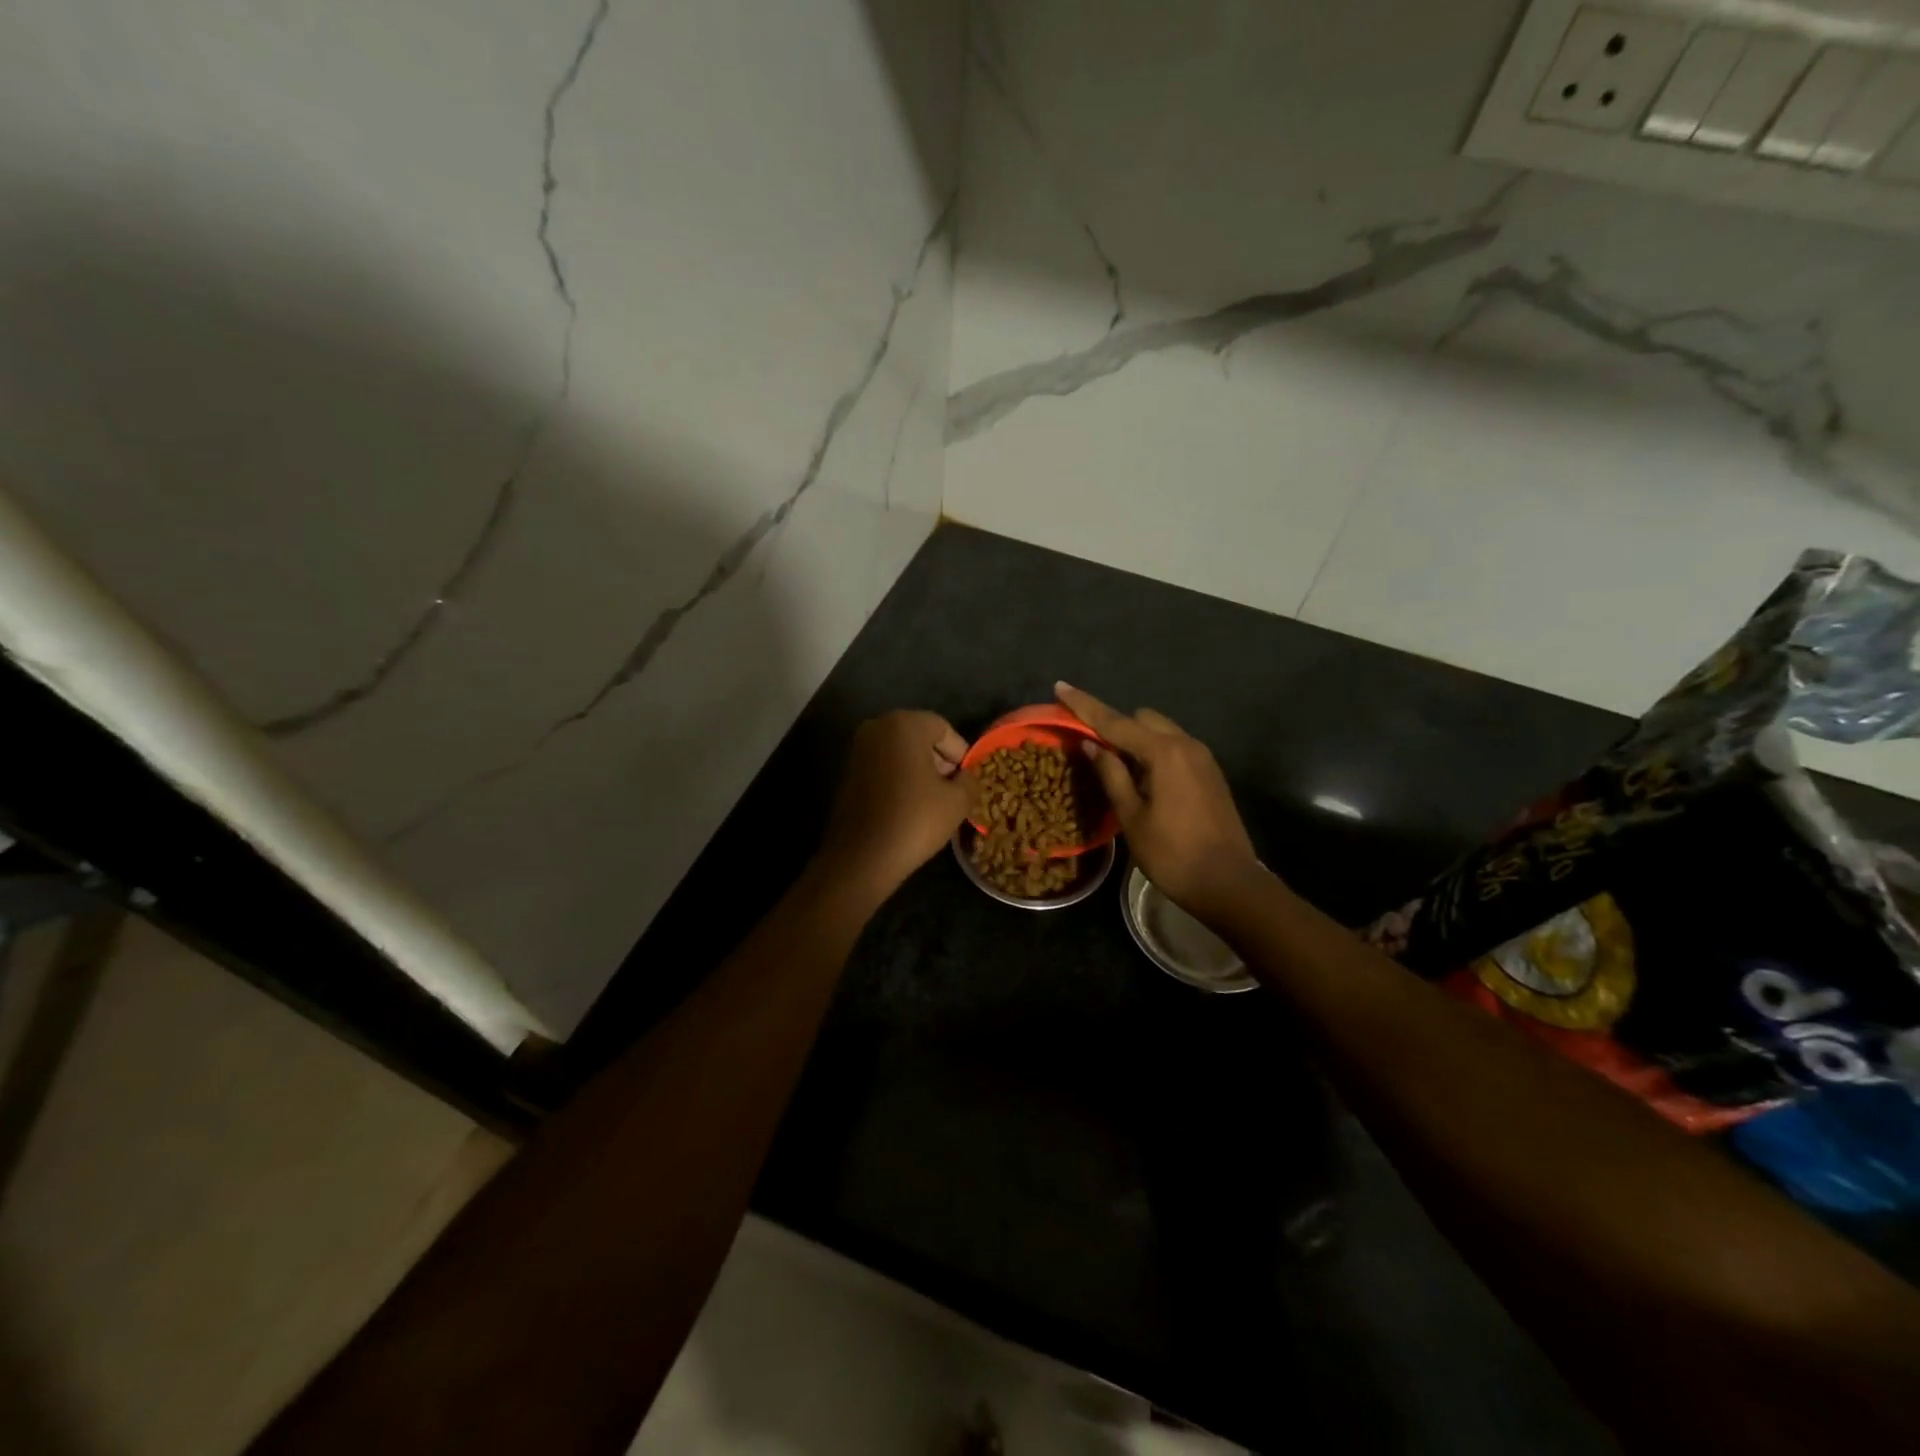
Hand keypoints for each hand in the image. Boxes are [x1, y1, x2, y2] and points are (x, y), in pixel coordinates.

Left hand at [817, 711, 972, 901]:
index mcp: (904, 725)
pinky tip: (910, 806)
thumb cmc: (914, 820)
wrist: (862, 857)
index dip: (960, 753)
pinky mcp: (848, 772)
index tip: (966, 780)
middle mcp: (877, 728)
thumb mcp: (957, 801)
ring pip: (901, 752)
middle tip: (953, 790)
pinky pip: (884, 766)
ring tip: (934, 801)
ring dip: (920, 770)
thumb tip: (966, 777)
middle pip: (920, 736)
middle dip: (940, 760)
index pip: (943, 729)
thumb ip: (969, 780)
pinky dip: (900, 779)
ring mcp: (858, 750)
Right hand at [1055, 682, 1261, 919]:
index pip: (1115, 722)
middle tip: (1094, 752)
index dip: (1085, 705)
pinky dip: (1155, 752)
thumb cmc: (1172, 854)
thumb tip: (1091, 745)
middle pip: (1142, 719)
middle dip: (1115, 726)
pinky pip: (1175, 748)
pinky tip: (1145, 781)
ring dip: (1136, 740)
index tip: (1060, 686)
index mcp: (1163, 753)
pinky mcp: (1211, 773)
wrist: (1229, 883)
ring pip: (1161, 732)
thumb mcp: (1132, 816)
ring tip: (1119, 770)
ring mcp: (1203, 758)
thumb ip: (1111, 775)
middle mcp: (1186, 744)